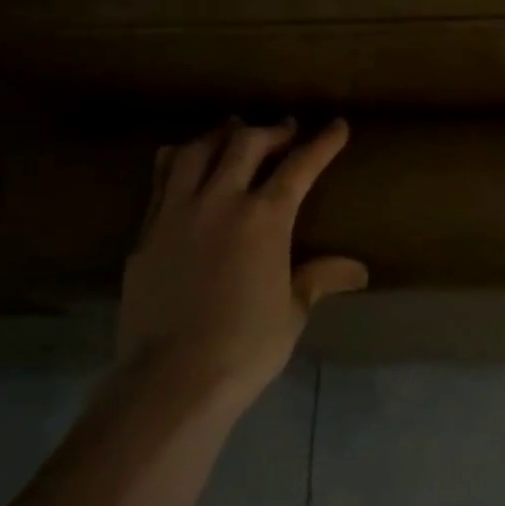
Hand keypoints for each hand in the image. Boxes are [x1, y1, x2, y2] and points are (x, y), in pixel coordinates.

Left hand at [119, 118, 367, 405]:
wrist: (170, 380)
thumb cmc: (244, 347)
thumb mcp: (292, 311)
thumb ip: (319, 278)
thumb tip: (359, 271)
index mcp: (264, 218)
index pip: (299, 166)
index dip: (322, 143)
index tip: (337, 125)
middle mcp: (219, 202)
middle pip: (245, 144)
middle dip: (271, 131)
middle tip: (285, 131)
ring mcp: (176, 213)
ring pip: (196, 151)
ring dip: (220, 136)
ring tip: (233, 134)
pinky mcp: (145, 233)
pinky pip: (162, 180)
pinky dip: (180, 160)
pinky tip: (186, 165)